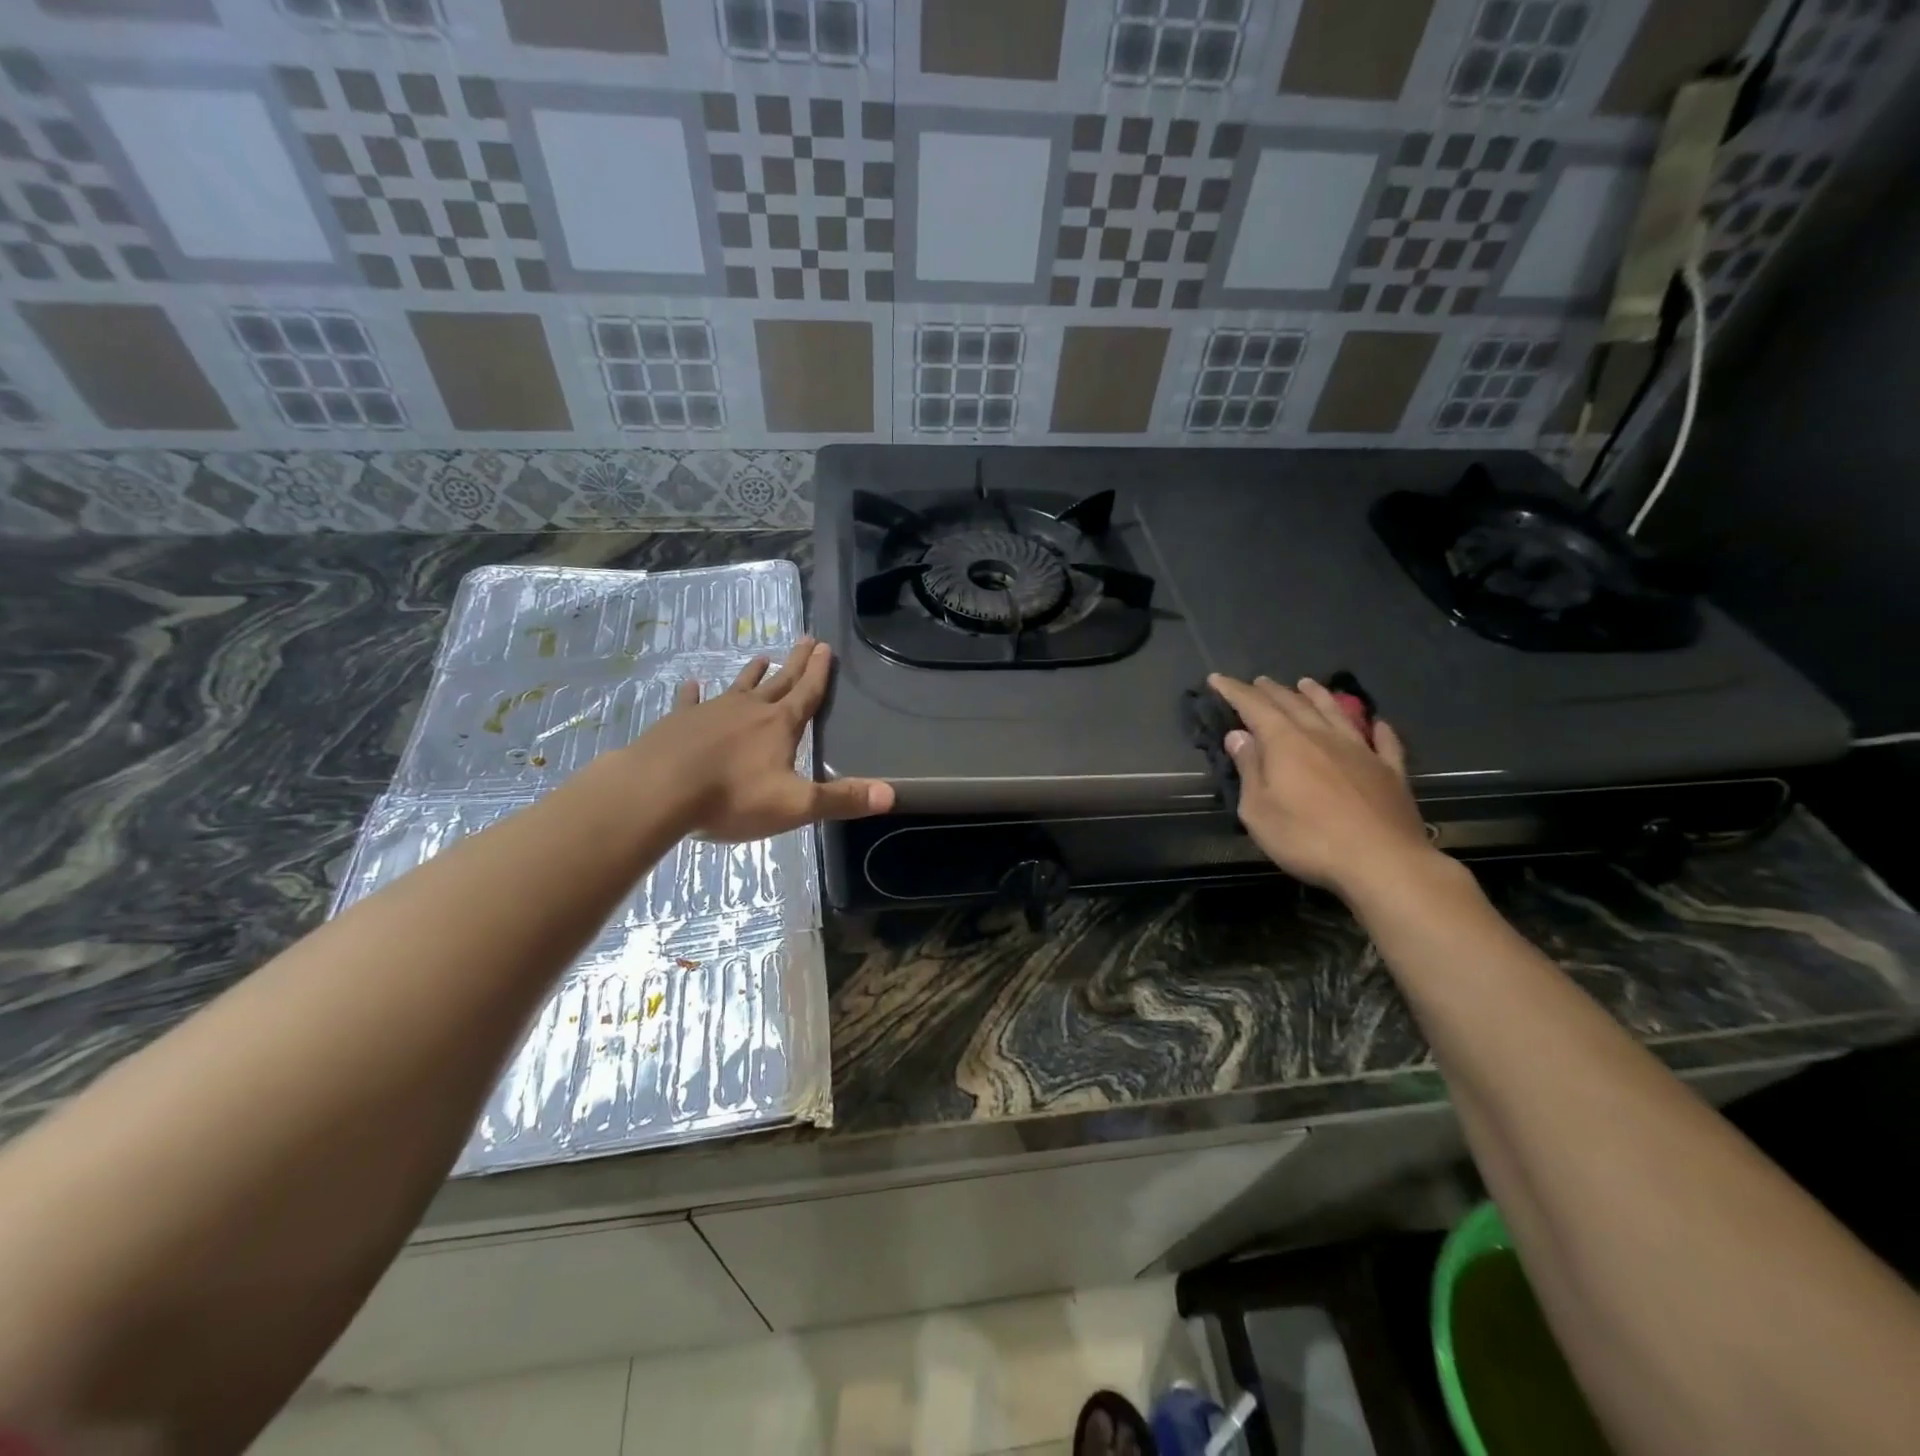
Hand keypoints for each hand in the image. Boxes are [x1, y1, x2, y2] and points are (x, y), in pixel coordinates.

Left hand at [633, 638, 893, 842]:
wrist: (658, 791)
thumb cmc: (731, 798)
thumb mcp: (795, 805)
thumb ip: (841, 799)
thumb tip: (892, 794)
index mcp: (779, 726)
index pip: (806, 693)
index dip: (819, 672)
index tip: (825, 647)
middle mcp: (749, 710)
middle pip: (778, 682)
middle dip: (795, 663)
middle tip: (806, 639)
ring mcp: (711, 713)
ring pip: (739, 687)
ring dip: (753, 673)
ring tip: (762, 656)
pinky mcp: (679, 722)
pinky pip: (690, 702)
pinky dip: (694, 693)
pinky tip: (692, 684)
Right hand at [1207, 673, 1433, 898]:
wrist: (1382, 862)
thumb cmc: (1308, 838)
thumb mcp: (1259, 810)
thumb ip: (1249, 769)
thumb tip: (1239, 735)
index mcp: (1286, 743)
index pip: (1254, 708)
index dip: (1234, 691)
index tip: (1217, 679)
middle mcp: (1323, 737)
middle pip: (1294, 705)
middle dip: (1272, 691)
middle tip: (1259, 681)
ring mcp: (1361, 751)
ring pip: (1336, 713)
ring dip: (1319, 696)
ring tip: (1307, 683)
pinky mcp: (1390, 772)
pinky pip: (1384, 742)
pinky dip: (1377, 728)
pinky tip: (1377, 723)